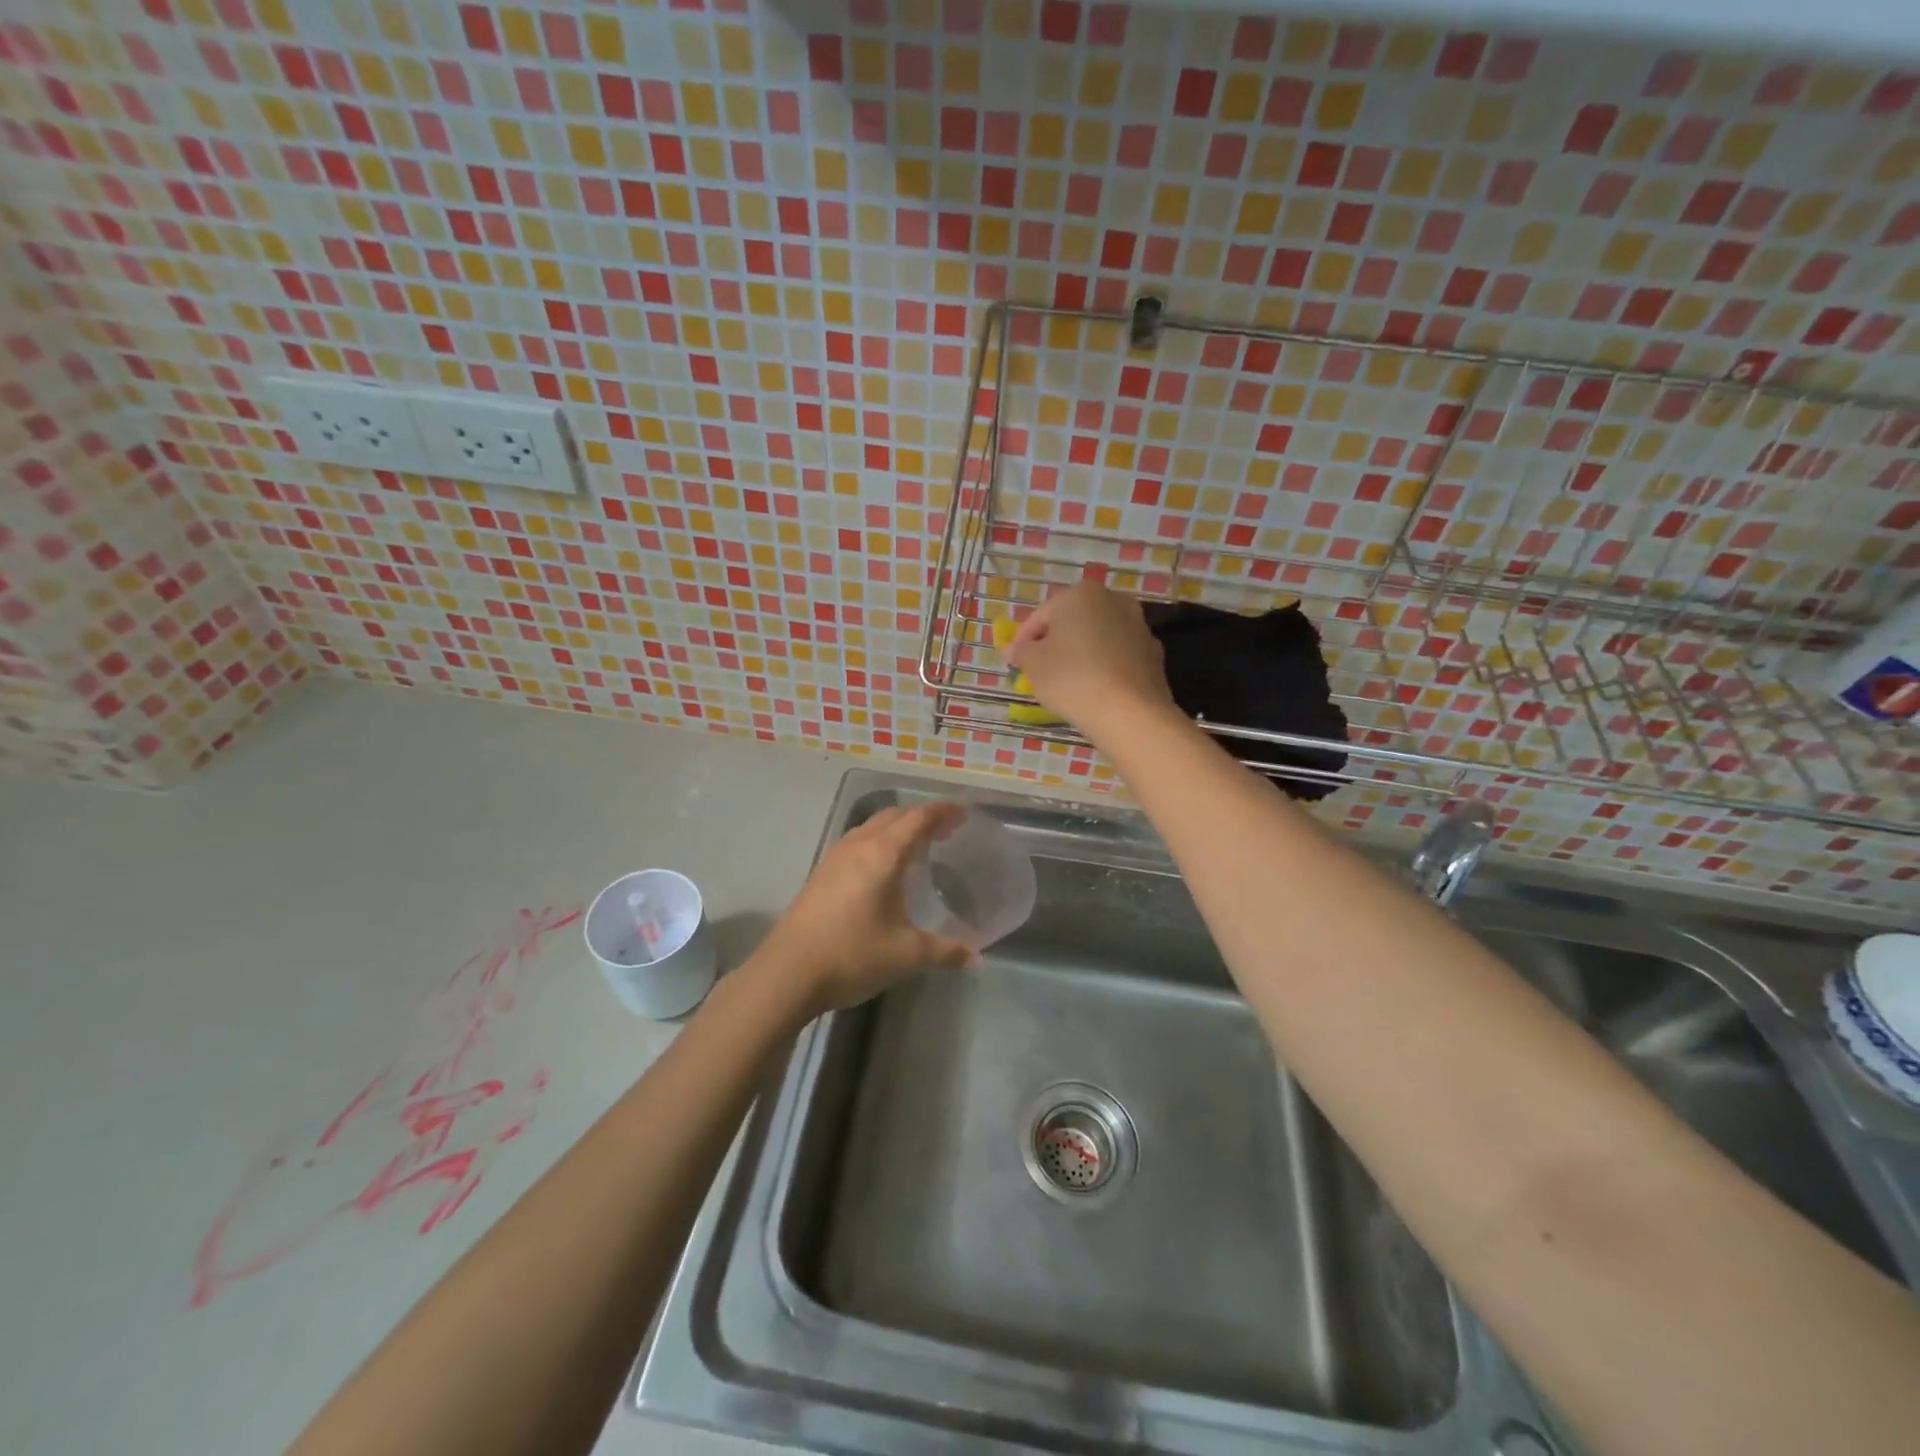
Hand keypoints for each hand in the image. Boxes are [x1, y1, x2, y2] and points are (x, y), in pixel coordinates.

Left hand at [751, 801, 974, 1018]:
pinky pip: (856, 843)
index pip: (917, 819)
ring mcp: (834, 859)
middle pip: (893, 816)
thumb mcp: (906, 955)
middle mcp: (857, 847)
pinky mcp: (819, 875)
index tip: (963, 813)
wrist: (787, 974)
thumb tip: (976, 958)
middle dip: (920, 817)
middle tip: (945, 831)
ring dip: (896, 828)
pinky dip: (877, 842)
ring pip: (870, 827)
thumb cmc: (852, 955)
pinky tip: (881, 870)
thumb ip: (945, 952)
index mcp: (882, 855)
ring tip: (916, 847)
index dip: (942, 812)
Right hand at [1005, 582, 1175, 739]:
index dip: (1023, 640)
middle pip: (1072, 622)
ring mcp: (1138, 626)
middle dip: (1055, 642)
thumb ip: (1021, 650)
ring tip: (1068, 682)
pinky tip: (1096, 689)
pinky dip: (1105, 667)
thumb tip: (1019, 649)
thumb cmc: (1071, 679)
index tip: (1014, 663)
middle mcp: (1113, 600)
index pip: (1040, 616)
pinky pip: (1118, 656)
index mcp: (1080, 593)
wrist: (1129, 713)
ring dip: (1082, 653)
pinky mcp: (1153, 653)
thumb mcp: (1032, 663)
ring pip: (1098, 638)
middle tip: (1040, 670)